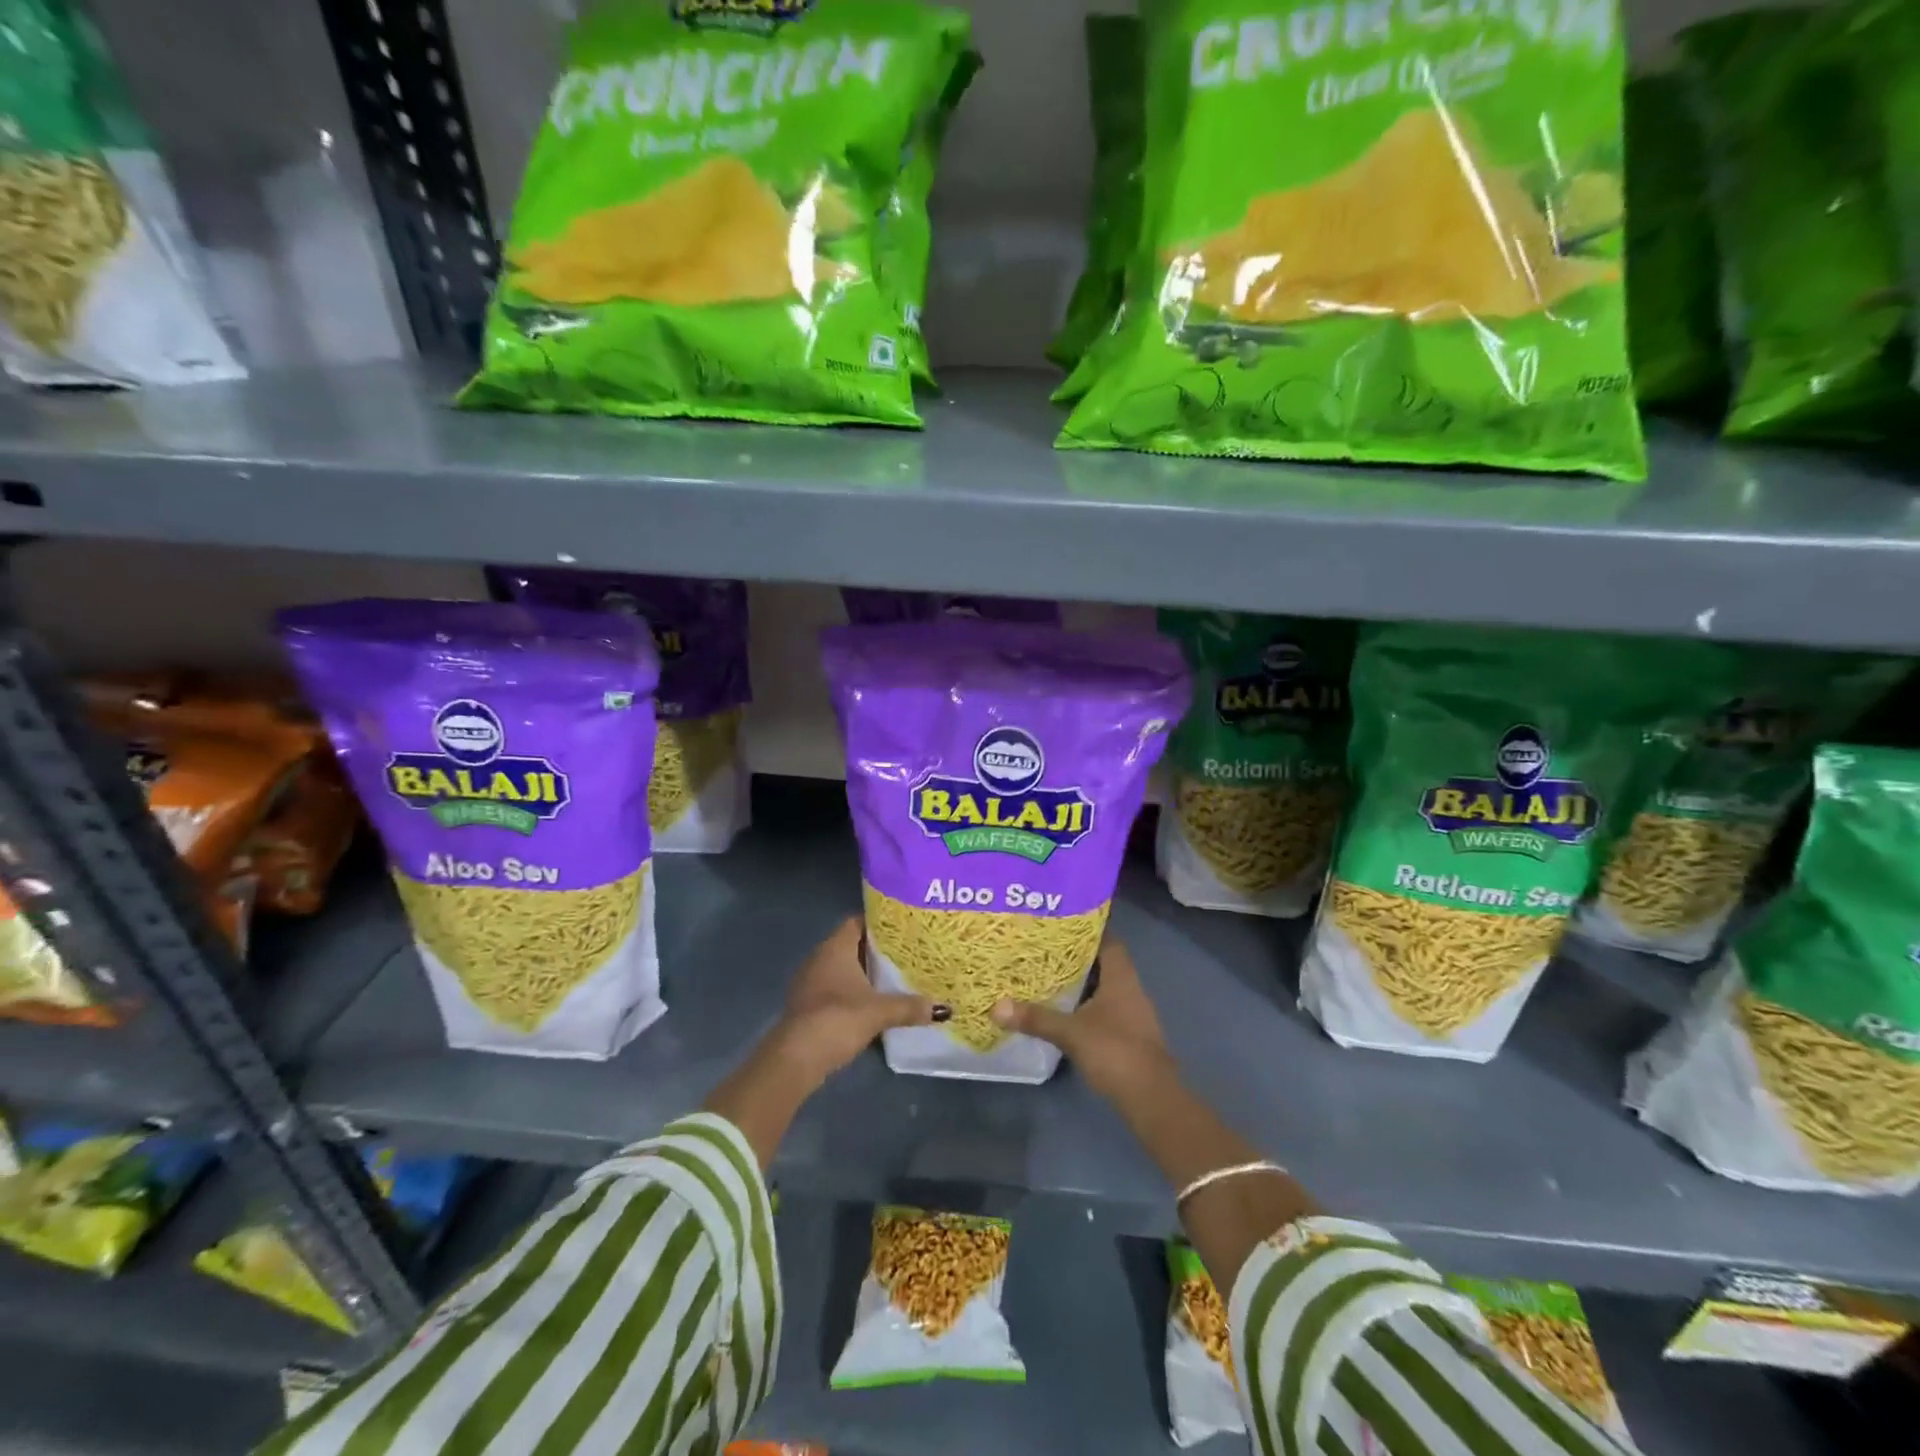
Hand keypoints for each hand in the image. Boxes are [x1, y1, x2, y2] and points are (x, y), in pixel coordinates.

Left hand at [772, 917, 932, 1087]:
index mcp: (835, 947)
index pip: (857, 922)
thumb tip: (941, 1008)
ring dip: (863, 974)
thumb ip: (909, 1006)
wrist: (796, 1057)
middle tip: (905, 954)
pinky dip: (852, 992)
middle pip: (851, 945)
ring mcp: (810, 982)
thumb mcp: (879, 1012)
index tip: (903, 929)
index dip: (879, 923)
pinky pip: (834, 989)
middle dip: (876, 951)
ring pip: (842, 969)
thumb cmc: (837, 1018)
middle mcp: (819, 957)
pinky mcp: (807, 1005)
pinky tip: (871, 1004)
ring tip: (893, 978)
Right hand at [990, 938, 1173, 1099]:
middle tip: (1045, 947)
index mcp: (1121, 977)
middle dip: (1077, 955)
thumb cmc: (1114, 1051)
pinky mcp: (1128, 1034)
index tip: (1062, 922)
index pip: (1108, 940)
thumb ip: (1036, 1018)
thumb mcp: (1070, 1032)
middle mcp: (1130, 988)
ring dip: (1080, 981)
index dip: (1089, 928)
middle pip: (1104, 962)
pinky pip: (1104, 1008)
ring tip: (1048, 974)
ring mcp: (1131, 1013)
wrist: (1151, 1098)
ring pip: (1103, 987)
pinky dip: (1085, 1005)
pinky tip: (1063, 1009)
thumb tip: (996, 1006)